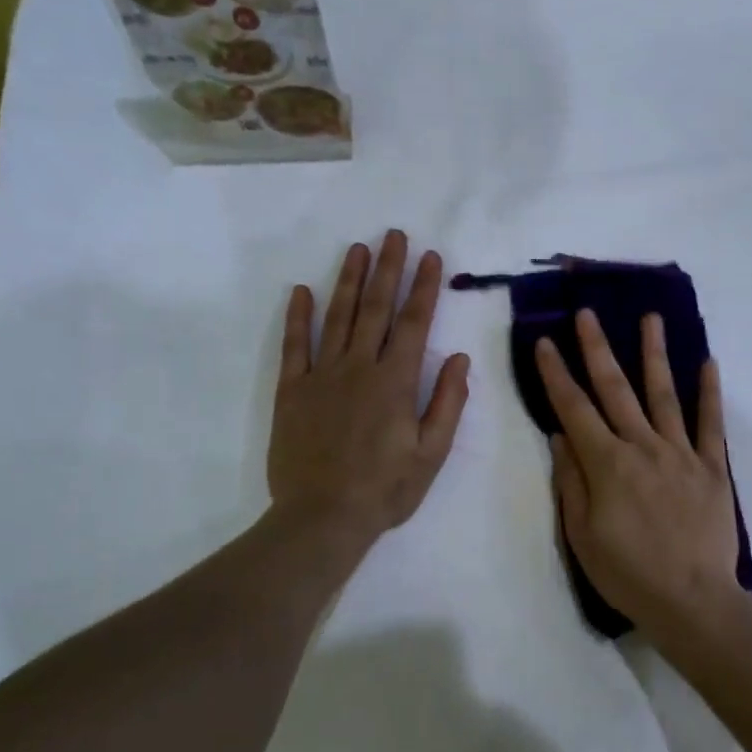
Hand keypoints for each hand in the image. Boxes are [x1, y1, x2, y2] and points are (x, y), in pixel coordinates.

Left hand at [270, 230, 469, 544]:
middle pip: (375, 309)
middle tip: (393, 235)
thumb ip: (447, 403)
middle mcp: (359, 368)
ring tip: (357, 249)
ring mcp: (321, 376)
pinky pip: (294, 346)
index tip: (432, 257)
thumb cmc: (385, 490)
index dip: (424, 287)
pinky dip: (298, 317)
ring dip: (348, 280)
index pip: (414, 323)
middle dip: (388, 269)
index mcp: (395, 382)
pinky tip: (301, 291)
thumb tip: (459, 359)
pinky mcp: (292, 391)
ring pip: (337, 317)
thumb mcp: (431, 453)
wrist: (322, 517)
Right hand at [536, 309, 740, 638]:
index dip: (556, 375)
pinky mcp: (712, 467)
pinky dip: (710, 392)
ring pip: (664, 394)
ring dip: (654, 354)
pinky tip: (708, 362)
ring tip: (650, 318)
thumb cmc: (628, 574)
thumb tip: (560, 435)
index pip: (574, 409)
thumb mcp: (581, 536)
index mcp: (607, 464)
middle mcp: (642, 447)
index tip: (543, 342)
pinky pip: (710, 423)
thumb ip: (571, 481)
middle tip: (588, 314)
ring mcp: (681, 454)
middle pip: (616, 389)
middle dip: (597, 349)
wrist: (692, 601)